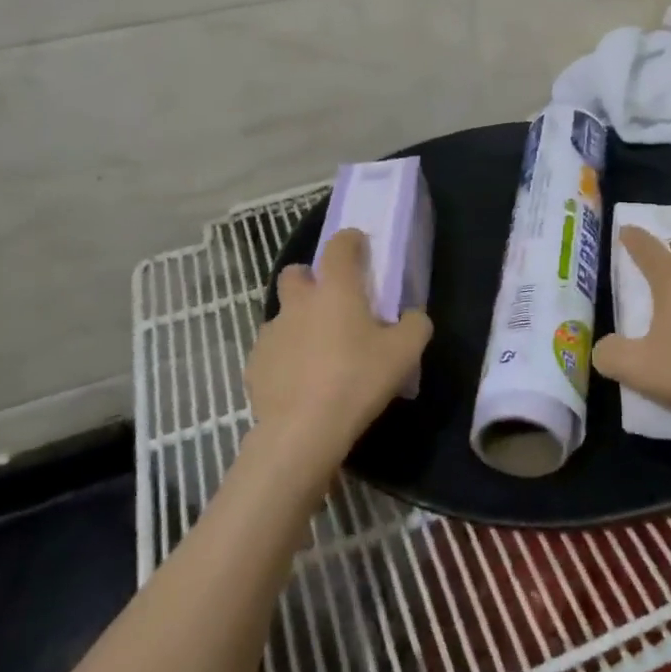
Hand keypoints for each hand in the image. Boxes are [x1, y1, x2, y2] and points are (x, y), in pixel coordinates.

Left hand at [246, 229, 432, 485]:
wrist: (302, 431)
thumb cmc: (357, 380)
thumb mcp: (405, 353)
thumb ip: (414, 325)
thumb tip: (413, 316)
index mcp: (335, 289)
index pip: (339, 246)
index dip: (350, 240)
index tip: (360, 247)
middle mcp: (299, 302)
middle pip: (296, 274)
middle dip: (310, 279)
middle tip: (331, 304)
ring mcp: (272, 332)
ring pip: (284, 315)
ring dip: (299, 324)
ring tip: (319, 354)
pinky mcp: (255, 364)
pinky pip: (273, 351)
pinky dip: (286, 358)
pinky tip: (300, 383)